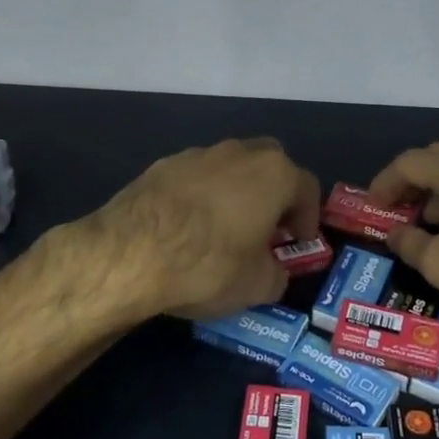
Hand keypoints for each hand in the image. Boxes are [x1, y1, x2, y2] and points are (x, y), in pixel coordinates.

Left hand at [84, 138, 319, 319]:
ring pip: (229, 168)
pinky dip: (200, 197)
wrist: (130, 253)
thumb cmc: (209, 265)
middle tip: (267, 228)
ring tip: (223, 230)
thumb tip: (273, 271)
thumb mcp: (258, 286)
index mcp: (274, 173)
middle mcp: (239, 153)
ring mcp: (197, 154)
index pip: (307, 188)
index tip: (298, 243)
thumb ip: (277, 274)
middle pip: (269, 166)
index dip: (308, 218)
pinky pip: (195, 178)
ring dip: (235, 192)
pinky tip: (186, 229)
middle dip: (273, 194)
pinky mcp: (161, 165)